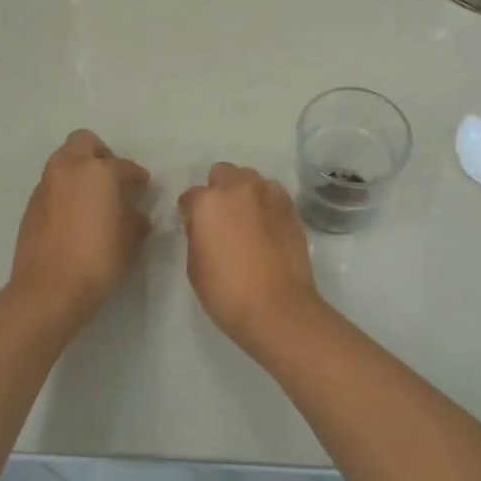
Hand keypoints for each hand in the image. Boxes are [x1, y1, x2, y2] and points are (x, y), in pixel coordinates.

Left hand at [10, 130, 151, 320]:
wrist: (49, 289)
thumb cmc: (97, 259)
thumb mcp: (129, 239)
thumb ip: (135, 219)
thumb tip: (136, 215)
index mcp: (97, 171)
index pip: (123, 165)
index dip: (136, 175)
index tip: (143, 185)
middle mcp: (68, 168)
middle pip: (83, 142)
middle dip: (100, 154)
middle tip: (113, 177)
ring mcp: (45, 185)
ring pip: (64, 162)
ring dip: (79, 171)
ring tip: (94, 198)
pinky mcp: (30, 205)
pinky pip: (52, 186)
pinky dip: (65, 191)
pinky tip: (75, 216)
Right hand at [178, 163, 323, 350]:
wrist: (277, 307)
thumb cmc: (226, 291)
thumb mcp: (195, 265)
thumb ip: (196, 235)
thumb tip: (203, 226)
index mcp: (208, 201)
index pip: (190, 196)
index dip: (189, 212)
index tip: (193, 227)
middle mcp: (238, 188)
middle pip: (222, 173)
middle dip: (217, 190)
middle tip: (220, 217)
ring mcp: (269, 195)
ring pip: (250, 179)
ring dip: (243, 192)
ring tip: (246, 219)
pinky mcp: (291, 208)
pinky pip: (272, 194)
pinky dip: (266, 203)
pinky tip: (266, 225)